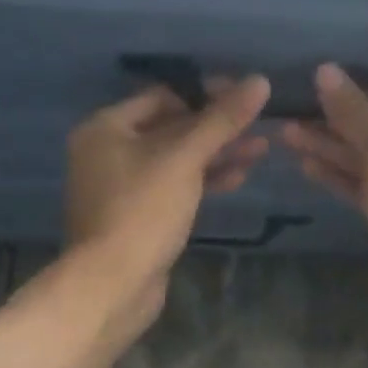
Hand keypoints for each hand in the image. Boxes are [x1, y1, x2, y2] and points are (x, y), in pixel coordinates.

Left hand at [64, 76, 271, 332]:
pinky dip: (203, 179)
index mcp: (106, 127)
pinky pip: (174, 185)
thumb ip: (222, 120)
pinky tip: (238, 176)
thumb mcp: (185, 159)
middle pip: (171, 127)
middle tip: (258, 123)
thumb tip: (259, 81)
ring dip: (216, 153)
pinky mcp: (138, 214)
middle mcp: (108, 150)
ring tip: (261, 148)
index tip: (244, 96)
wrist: (112, 286)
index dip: (205, 94)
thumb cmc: (142, 210)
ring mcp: (122, 185)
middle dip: (216, 127)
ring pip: (176, 158)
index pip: (163, 96)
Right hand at [283, 64, 367, 350]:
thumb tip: (325, 69)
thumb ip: (352, 112)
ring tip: (287, 136)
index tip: (316, 93)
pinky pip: (367, 187)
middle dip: (336, 125)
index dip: (357, 97)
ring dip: (331, 149)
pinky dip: (339, 176)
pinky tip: (305, 165)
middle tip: (292, 116)